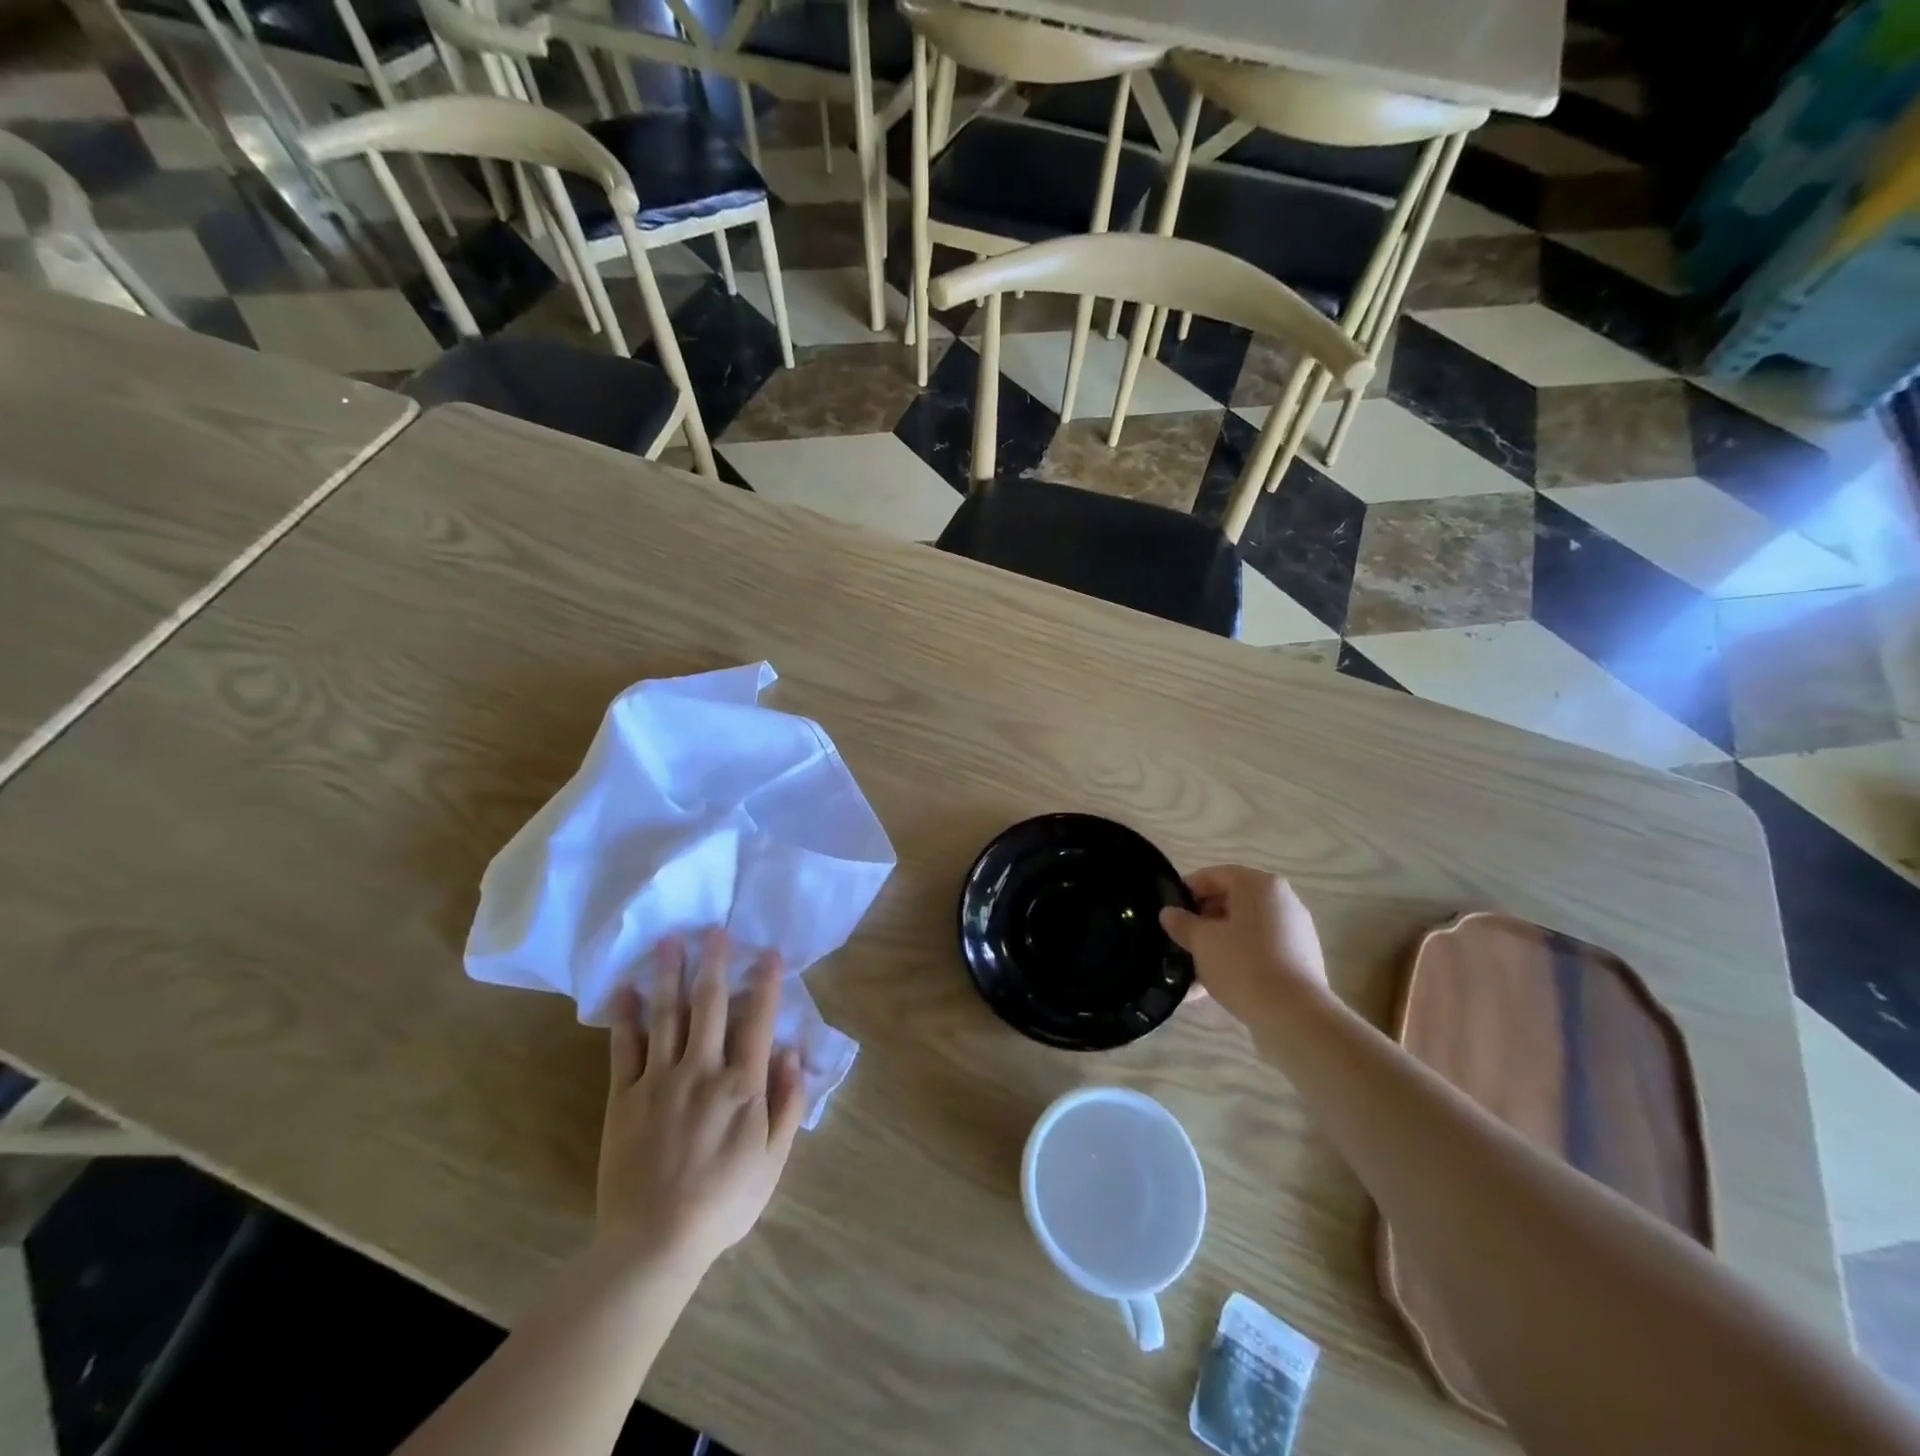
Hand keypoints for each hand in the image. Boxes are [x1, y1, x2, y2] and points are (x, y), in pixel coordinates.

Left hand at [597, 929, 807, 1275]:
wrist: (654, 1243)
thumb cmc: (723, 1202)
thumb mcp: (773, 1159)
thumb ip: (787, 1103)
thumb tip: (793, 1053)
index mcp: (742, 1084)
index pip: (758, 1019)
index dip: (765, 982)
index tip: (767, 951)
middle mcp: (702, 1069)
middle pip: (710, 1005)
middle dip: (714, 963)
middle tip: (714, 928)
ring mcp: (660, 1080)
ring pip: (667, 1015)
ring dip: (670, 975)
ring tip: (670, 940)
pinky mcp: (625, 1097)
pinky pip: (625, 1048)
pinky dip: (626, 1017)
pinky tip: (627, 990)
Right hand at [1160, 867, 1328, 1028]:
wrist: (1296, 1017)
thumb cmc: (1243, 966)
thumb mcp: (1202, 942)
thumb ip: (1182, 923)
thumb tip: (1169, 913)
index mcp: (1259, 885)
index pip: (1214, 875)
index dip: (1187, 890)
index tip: (1169, 911)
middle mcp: (1281, 900)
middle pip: (1231, 901)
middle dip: (1202, 919)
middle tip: (1179, 939)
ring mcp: (1294, 930)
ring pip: (1244, 929)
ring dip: (1217, 943)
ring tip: (1192, 967)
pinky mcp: (1299, 959)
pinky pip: (1259, 950)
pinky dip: (1237, 959)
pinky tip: (1214, 984)